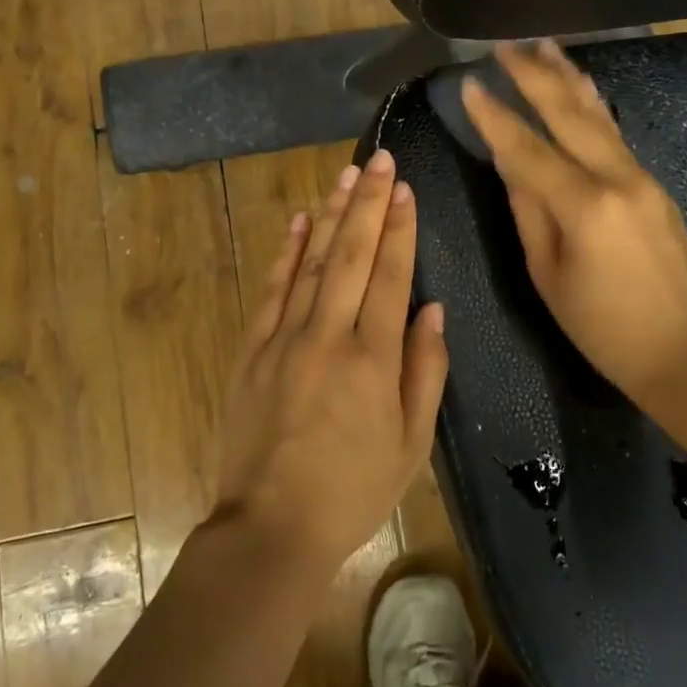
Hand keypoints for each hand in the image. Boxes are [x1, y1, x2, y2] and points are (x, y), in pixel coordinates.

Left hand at [215, 149, 449, 572]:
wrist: (271, 525)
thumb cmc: (353, 490)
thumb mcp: (411, 443)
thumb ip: (425, 371)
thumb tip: (433, 310)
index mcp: (374, 358)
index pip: (391, 275)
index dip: (400, 228)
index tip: (405, 189)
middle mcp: (329, 335)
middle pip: (353, 254)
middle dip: (368, 203)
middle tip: (379, 160)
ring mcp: (285, 338)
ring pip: (313, 261)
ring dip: (331, 215)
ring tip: (346, 176)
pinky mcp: (253, 349)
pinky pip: (273, 289)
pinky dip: (288, 252)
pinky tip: (300, 221)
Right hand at [462, 40, 686, 409]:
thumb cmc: (604, 327)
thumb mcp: (549, 275)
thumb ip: (528, 212)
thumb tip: (509, 164)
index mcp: (584, 206)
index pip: (528, 149)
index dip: (495, 117)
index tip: (470, 84)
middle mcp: (617, 178)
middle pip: (569, 115)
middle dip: (534, 76)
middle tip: (505, 46)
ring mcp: (642, 177)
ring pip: (599, 116)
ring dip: (568, 78)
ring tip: (544, 46)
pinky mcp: (654, 185)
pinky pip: (615, 134)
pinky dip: (591, 105)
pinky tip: (580, 88)